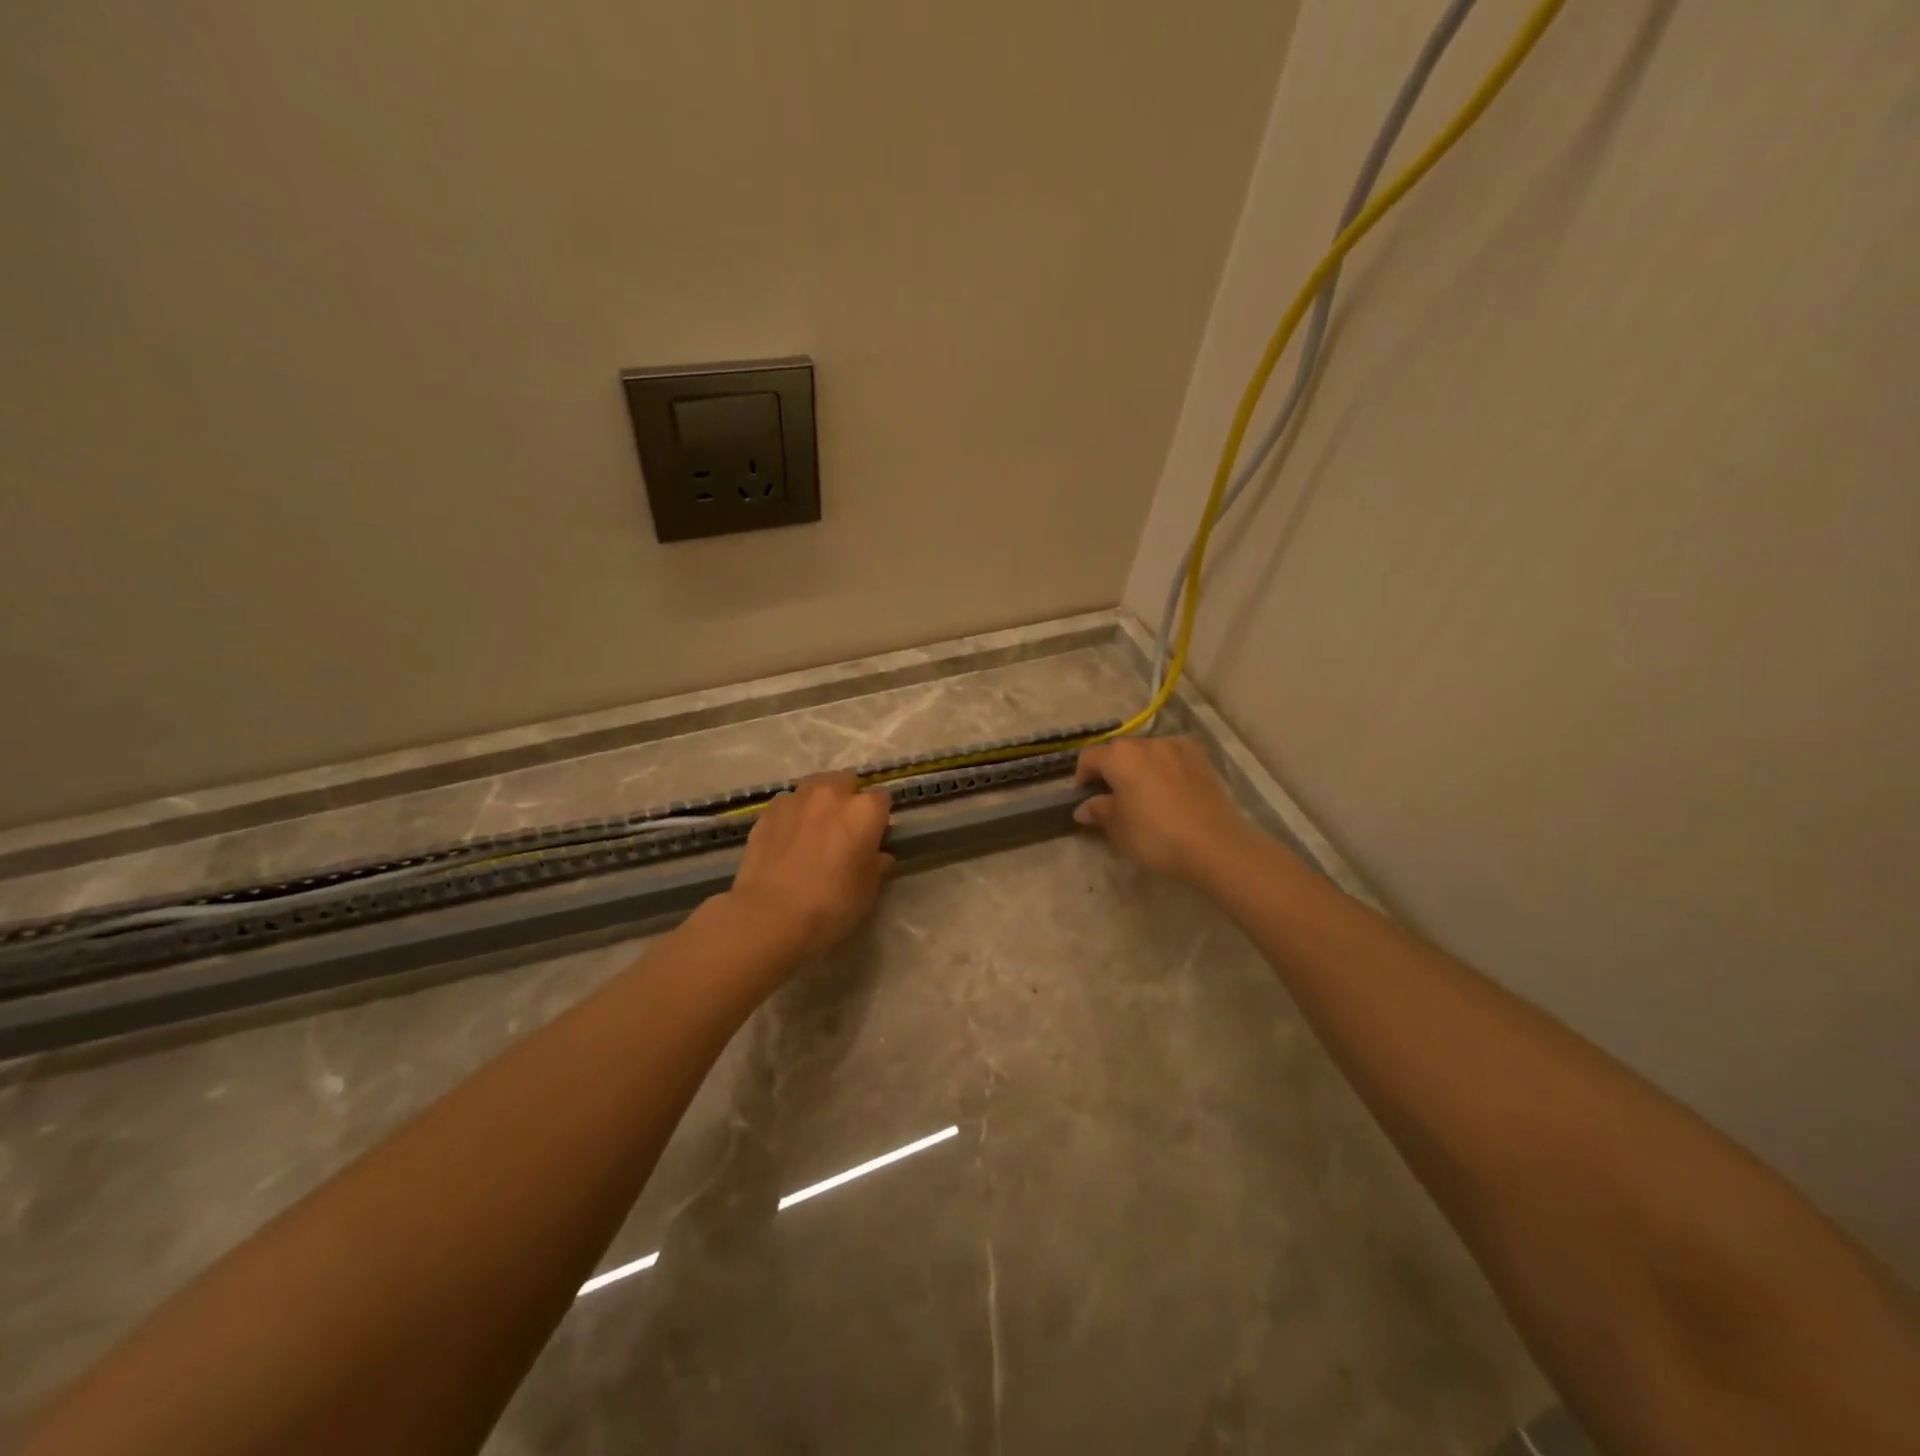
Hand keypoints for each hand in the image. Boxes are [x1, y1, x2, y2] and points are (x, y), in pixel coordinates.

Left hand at [725, 773, 892, 959]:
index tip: (874, 835)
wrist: (770, 916)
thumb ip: (876, 866)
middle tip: (844, 829)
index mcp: (864, 810)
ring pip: (815, 787)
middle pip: (847, 781)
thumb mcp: (868, 892)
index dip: (879, 817)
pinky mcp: (767, 812)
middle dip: (848, 798)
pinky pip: (788, 804)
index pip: (882, 799)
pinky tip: (788, 838)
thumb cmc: (831, 905)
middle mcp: (832, 794)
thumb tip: (879, 855)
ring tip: (814, 828)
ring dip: (819, 801)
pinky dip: (793, 814)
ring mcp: (796, 799)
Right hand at [1073, 737, 1257, 884]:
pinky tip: (1170, 792)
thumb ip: (1098, 811)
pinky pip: (1172, 758)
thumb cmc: (1155, 835)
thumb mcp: (1118, 828)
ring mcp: (1177, 747)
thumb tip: (1084, 807)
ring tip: (1144, 796)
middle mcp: (1146, 743)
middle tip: (1113, 799)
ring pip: (1147, 753)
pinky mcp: (1201, 758)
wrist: (1214, 844)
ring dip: (1139, 768)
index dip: (1082, 778)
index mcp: (1119, 756)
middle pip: (1119, 752)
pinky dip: (1165, 769)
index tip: (1085, 799)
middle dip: (1111, 771)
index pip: (1089, 758)